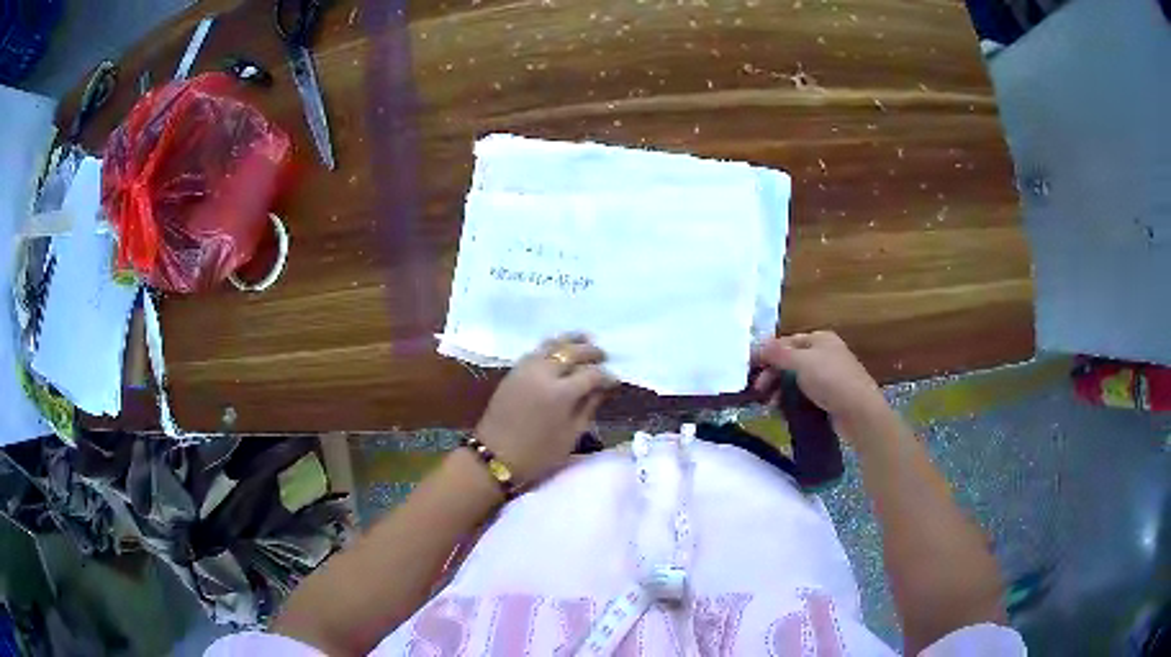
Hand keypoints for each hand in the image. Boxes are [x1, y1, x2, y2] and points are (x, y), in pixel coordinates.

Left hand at [475, 334, 617, 482]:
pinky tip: (559, 351)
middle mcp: (544, 373)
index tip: (615, 380)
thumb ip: (589, 406)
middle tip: (604, 356)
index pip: (592, 374)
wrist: (495, 456)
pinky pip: (537, 351)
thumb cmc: (538, 454)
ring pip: (552, 344)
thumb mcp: (571, 434)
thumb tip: (603, 389)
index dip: (607, 376)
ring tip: (585, 340)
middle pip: (572, 352)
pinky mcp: (514, 370)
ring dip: (571, 341)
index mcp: (561, 393)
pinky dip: (552, 347)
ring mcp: (526, 369)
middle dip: (591, 352)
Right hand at [751, 331, 892, 442]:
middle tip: (758, 390)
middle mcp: (825, 353)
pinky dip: (793, 400)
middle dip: (772, 375)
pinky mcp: (831, 396)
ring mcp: (829, 376)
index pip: (786, 342)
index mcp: (820, 339)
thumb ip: (777, 354)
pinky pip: (805, 394)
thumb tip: (757, 346)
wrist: (859, 411)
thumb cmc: (830, 380)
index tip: (749, 369)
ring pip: (797, 379)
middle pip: (791, 361)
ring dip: (780, 390)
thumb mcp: (800, 362)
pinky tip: (783, 411)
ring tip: (770, 405)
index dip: (767, 353)